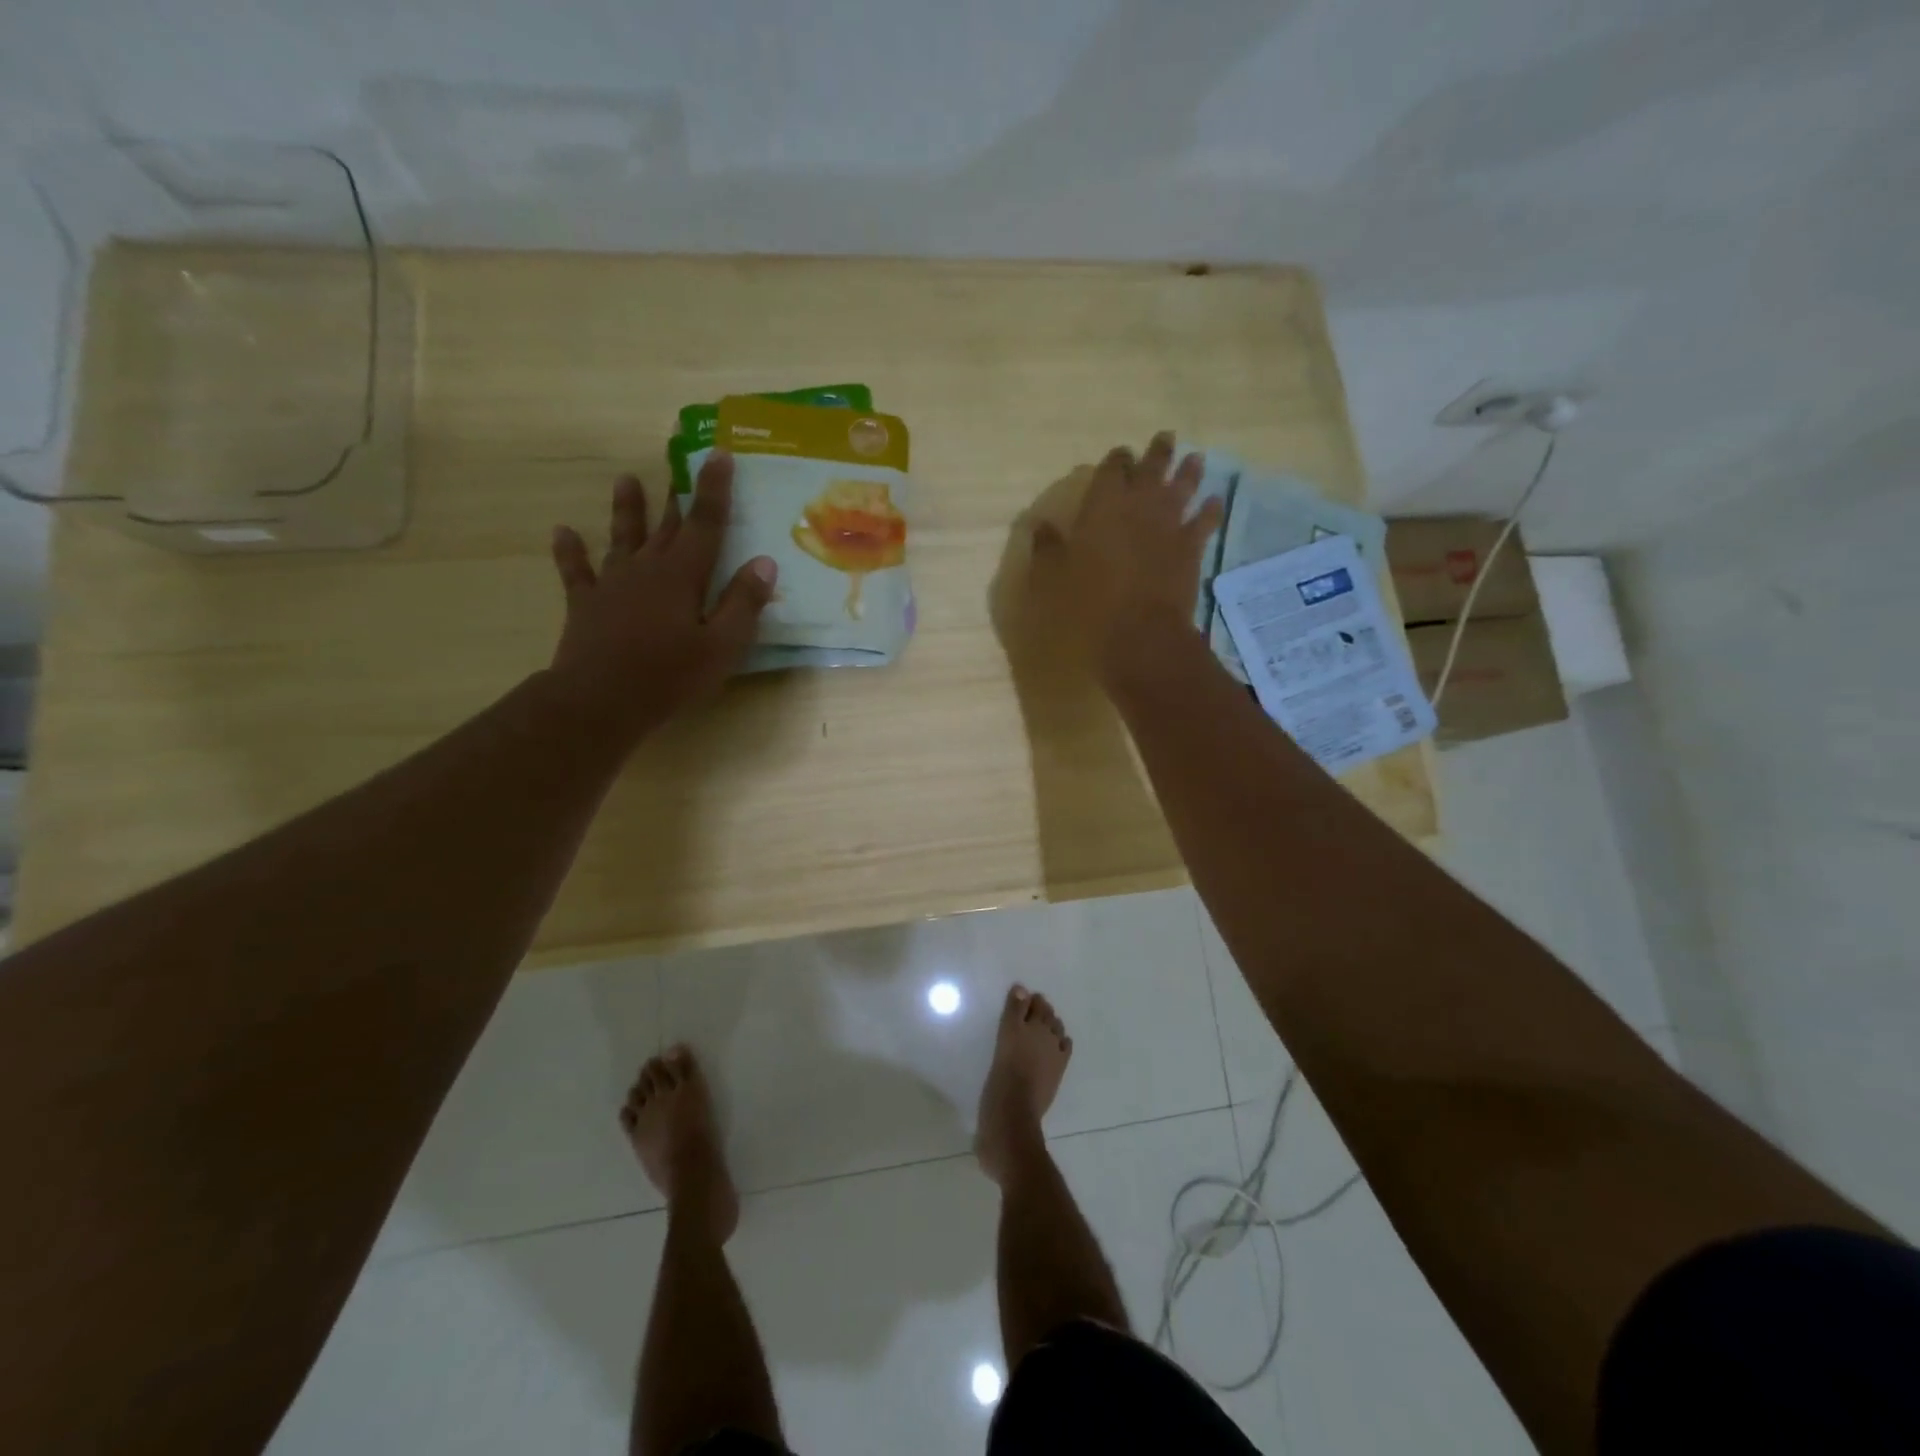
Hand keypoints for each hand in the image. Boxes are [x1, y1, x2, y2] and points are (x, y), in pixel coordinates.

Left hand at [546, 454, 775, 740]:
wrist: (600, 700)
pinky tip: (563, 532)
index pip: (706, 523)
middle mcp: (647, 568)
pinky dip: (570, 552)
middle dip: (677, 494)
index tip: (719, 455)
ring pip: (622, 537)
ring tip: (625, 479)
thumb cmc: (669, 675)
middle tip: (679, 462)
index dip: (714, 489)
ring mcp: (612, 583)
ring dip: (626, 509)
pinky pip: (576, 571)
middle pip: (666, 524)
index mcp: (683, 575)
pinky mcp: (586, 603)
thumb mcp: (721, 646)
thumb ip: (743, 603)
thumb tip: (764, 562)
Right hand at [1031, 432, 1221, 677]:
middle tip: (1165, 439)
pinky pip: (1205, 521)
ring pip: (1183, 486)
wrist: (1138, 632)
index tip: (1120, 454)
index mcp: (1103, 505)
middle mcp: (1139, 504)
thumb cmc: (1088, 604)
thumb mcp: (1052, 577)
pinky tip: (1215, 501)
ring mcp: (1169, 524)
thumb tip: (1041, 527)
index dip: (1116, 460)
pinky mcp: (1190, 547)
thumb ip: (1047, 548)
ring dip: (1189, 471)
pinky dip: (1211, 510)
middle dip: (1157, 452)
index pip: (1111, 469)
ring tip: (1195, 458)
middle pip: (1152, 468)